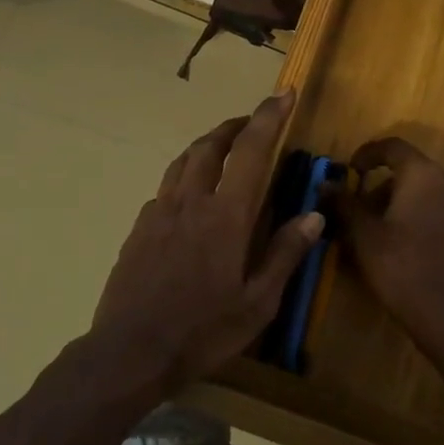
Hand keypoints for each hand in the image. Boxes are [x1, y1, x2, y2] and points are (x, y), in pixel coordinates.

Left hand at [88, 91, 322, 393]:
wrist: (129, 351)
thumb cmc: (202, 331)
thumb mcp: (257, 303)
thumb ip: (284, 254)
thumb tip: (313, 215)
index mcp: (224, 215)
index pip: (251, 150)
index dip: (269, 117)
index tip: (284, 93)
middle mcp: (190, 201)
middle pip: (211, 145)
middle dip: (234, 125)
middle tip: (252, 122)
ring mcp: (158, 213)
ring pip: (183, 161)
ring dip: (206, 145)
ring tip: (222, 147)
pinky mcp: (138, 229)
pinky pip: (165, 188)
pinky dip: (184, 177)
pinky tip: (189, 197)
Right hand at [335, 138, 443, 350]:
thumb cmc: (400, 266)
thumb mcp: (364, 234)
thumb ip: (345, 204)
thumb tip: (325, 185)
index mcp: (423, 174)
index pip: (393, 147)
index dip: (367, 154)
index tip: (350, 171)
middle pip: (410, 171)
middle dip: (380, 186)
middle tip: (358, 211)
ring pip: (425, 192)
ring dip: (399, 202)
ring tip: (376, 231)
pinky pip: (440, 210)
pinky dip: (419, 216)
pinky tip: (402, 244)